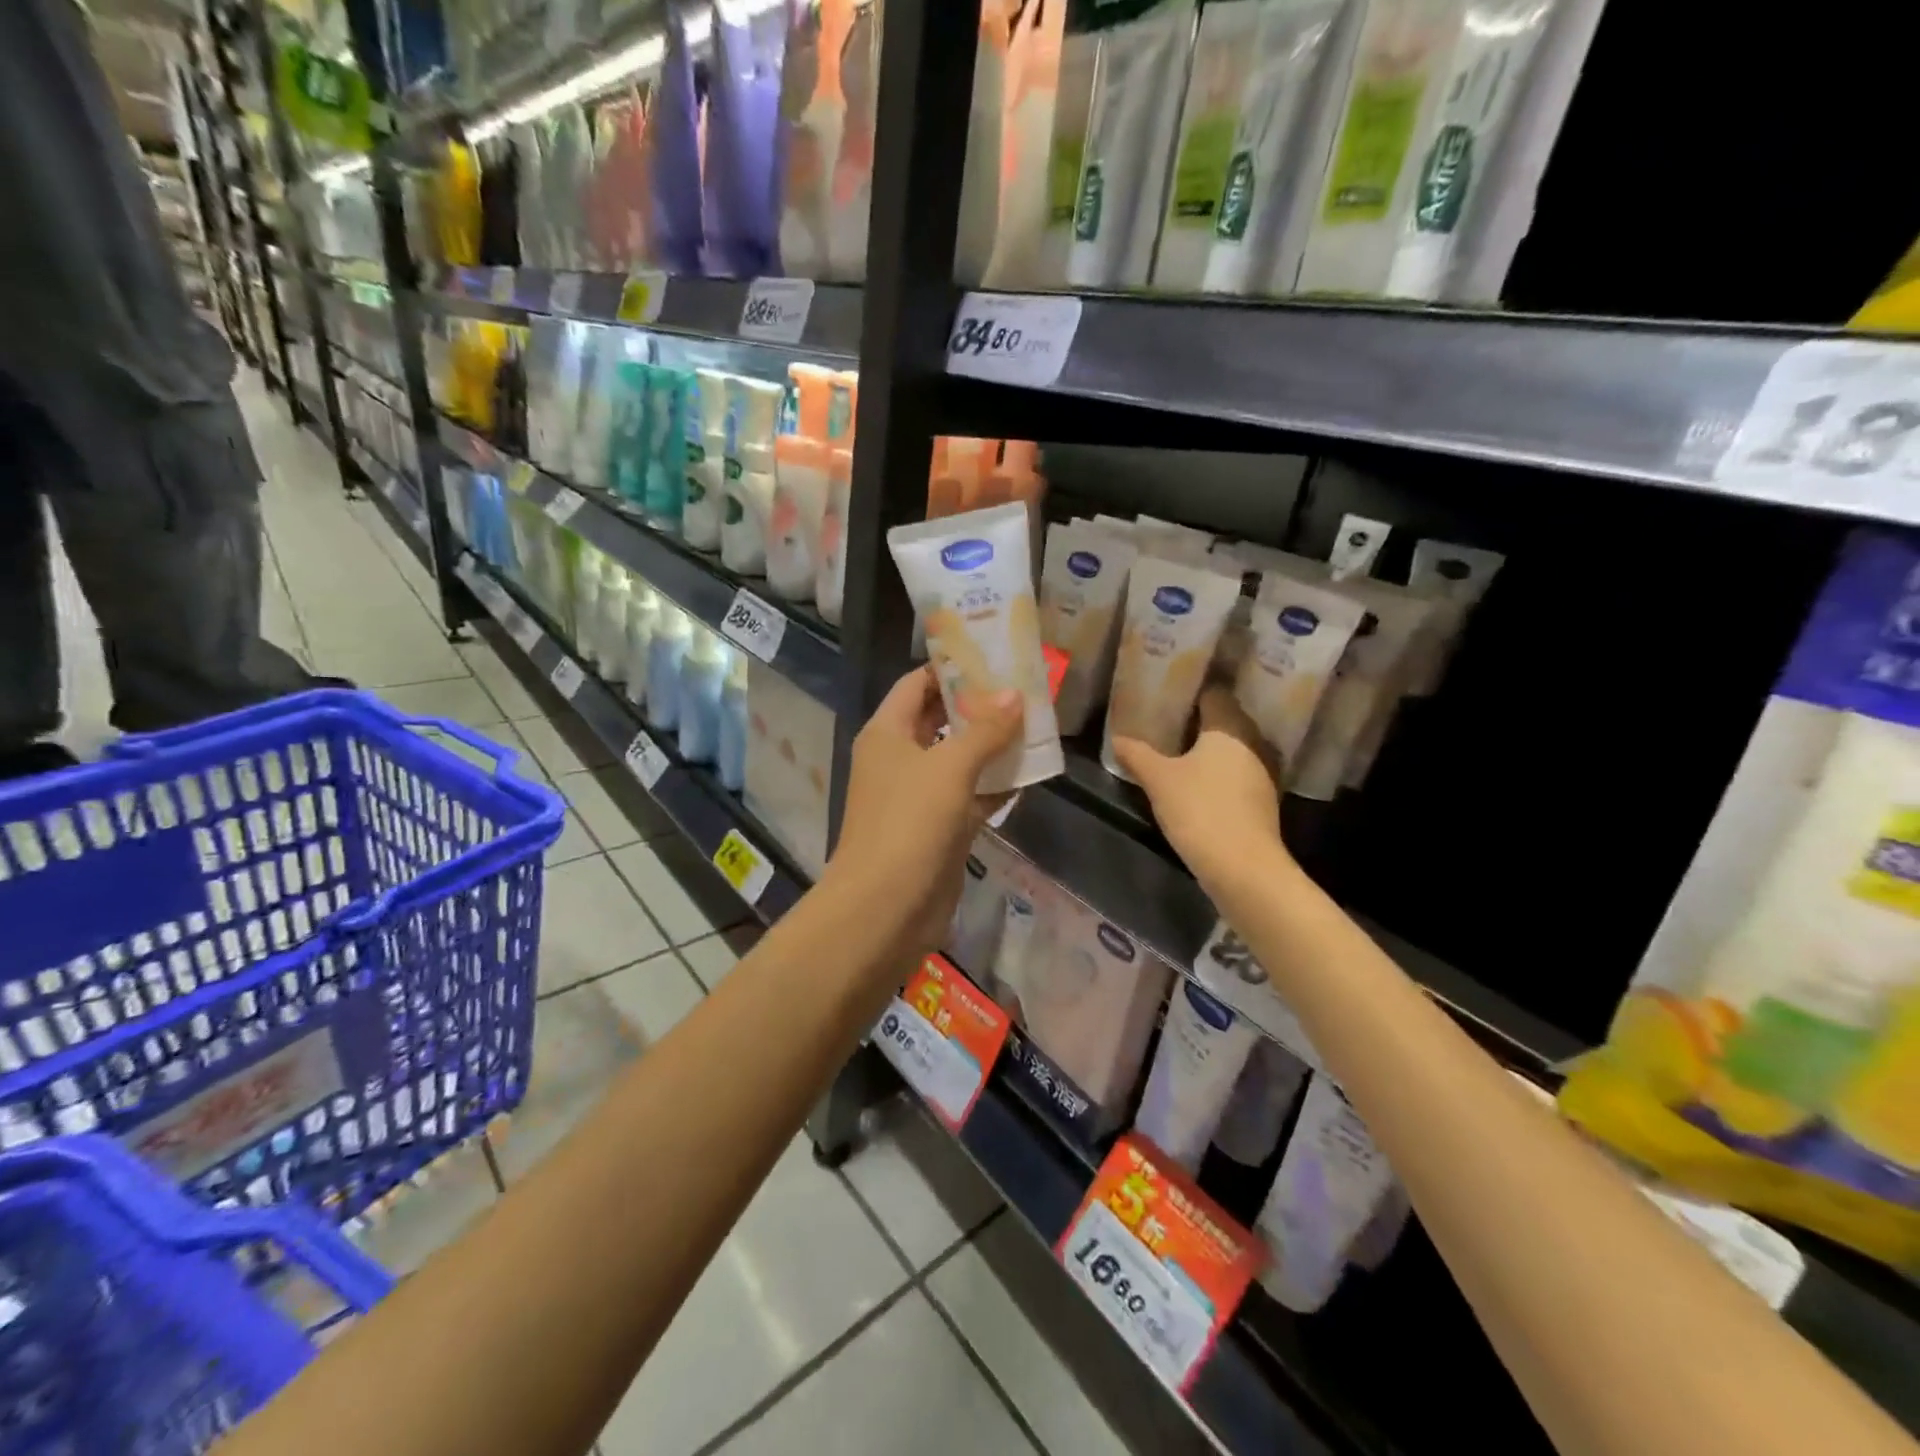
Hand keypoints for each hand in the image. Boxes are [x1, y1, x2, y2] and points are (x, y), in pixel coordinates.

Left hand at [828, 667, 1023, 955]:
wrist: (886, 908)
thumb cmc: (910, 823)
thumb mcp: (949, 767)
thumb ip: (985, 729)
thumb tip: (1013, 694)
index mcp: (887, 733)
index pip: (917, 684)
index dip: (951, 667)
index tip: (992, 654)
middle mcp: (900, 758)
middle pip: (941, 719)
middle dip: (979, 705)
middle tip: (1024, 687)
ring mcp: (920, 796)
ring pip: (960, 759)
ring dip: (993, 745)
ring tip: (1036, 723)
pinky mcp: (940, 829)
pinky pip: (971, 796)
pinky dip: (996, 786)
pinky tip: (1031, 773)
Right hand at [1111, 685, 1285, 890]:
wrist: (1244, 868)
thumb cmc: (1200, 810)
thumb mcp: (1158, 780)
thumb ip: (1137, 754)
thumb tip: (1116, 738)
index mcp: (1230, 726)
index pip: (1214, 692)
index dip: (1191, 690)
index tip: (1167, 693)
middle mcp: (1253, 741)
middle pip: (1225, 718)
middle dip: (1198, 719)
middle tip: (1165, 721)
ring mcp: (1264, 771)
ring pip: (1233, 747)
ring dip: (1210, 748)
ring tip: (1177, 750)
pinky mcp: (1264, 799)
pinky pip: (1239, 771)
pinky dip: (1220, 772)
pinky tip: (1197, 781)